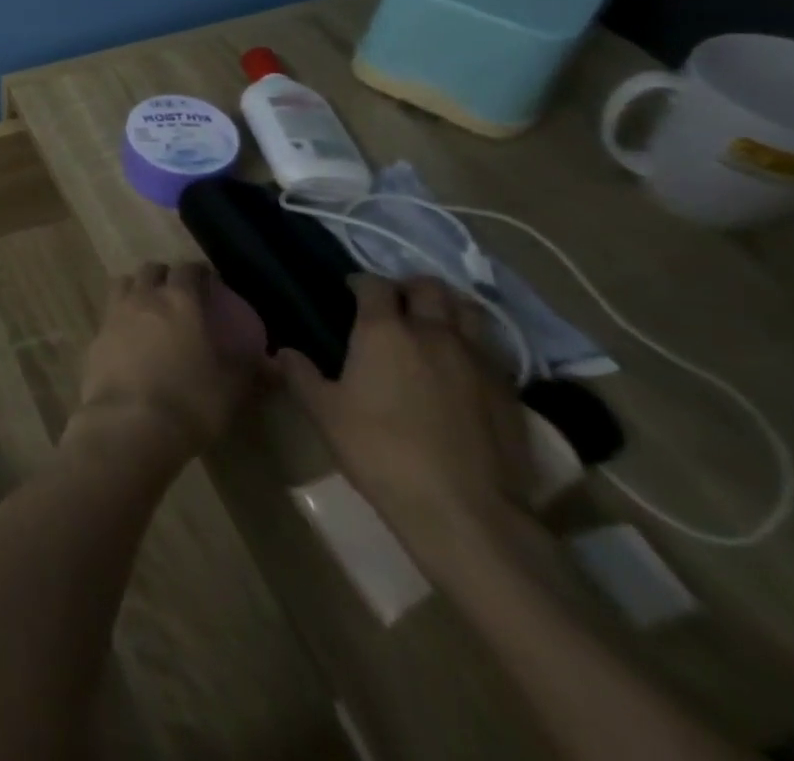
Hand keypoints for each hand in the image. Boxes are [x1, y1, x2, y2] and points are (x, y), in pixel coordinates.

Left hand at [62, 262, 267, 473]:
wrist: (130, 422)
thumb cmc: (190, 402)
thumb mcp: (231, 388)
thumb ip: (249, 369)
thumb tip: (273, 364)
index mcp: (179, 301)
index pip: (188, 270)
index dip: (199, 272)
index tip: (209, 282)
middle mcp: (144, 297)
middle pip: (151, 269)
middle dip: (165, 275)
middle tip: (178, 293)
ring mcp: (115, 313)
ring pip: (124, 283)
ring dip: (137, 287)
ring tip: (149, 307)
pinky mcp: (95, 334)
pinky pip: (109, 313)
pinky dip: (120, 315)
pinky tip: (129, 336)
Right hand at [279, 274, 532, 571]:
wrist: (465, 512)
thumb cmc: (380, 452)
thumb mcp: (324, 414)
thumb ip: (301, 376)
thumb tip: (283, 352)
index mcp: (384, 331)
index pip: (375, 285)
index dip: (361, 282)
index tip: (351, 291)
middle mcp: (434, 334)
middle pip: (429, 288)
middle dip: (410, 287)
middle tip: (395, 303)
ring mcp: (478, 361)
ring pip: (469, 312)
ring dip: (449, 308)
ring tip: (434, 323)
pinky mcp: (510, 392)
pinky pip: (491, 351)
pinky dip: (473, 345)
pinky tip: (461, 367)